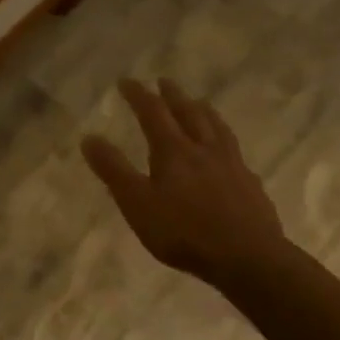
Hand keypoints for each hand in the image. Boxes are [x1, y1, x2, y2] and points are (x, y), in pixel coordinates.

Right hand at [81, 78, 288, 289]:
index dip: (138, 95)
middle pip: (189, 113)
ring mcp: (232, 165)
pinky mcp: (250, 183)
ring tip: (198, 102)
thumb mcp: (137, 203)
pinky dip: (224, 139)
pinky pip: (234, 150)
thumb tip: (89, 137)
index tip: (126, 81)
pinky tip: (226, 149)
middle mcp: (204, 149)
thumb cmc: (183, 231)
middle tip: (164, 82)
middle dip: (173, 96)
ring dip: (203, 110)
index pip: (153, 113)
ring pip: (216, 127)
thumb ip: (113, 170)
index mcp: (174, 151)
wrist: (248, 258)